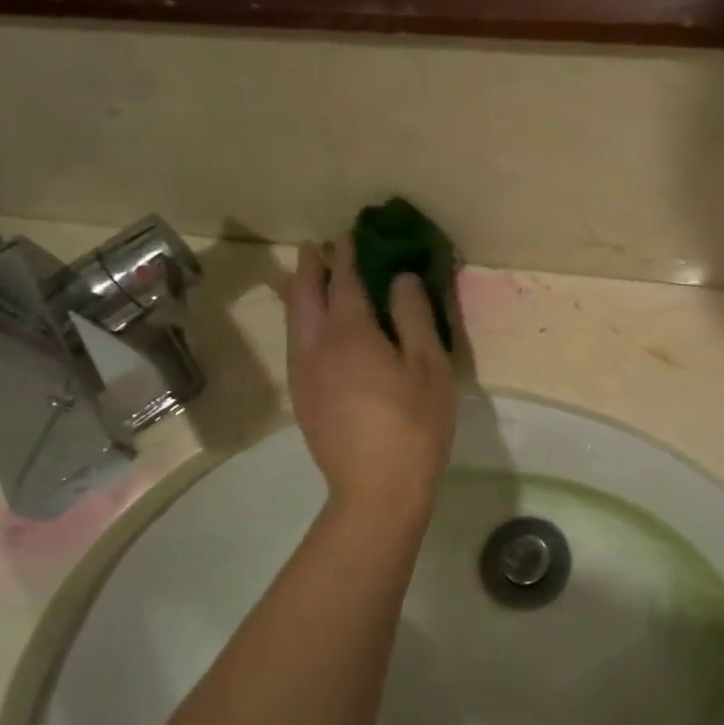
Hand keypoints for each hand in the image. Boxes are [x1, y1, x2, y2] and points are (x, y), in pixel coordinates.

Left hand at [285, 238, 455, 523]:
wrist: (376, 490)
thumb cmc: (414, 424)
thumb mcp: (429, 366)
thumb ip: (414, 317)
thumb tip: (401, 279)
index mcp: (350, 334)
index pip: (344, 282)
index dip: (346, 256)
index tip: (348, 234)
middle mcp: (316, 347)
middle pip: (304, 297)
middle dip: (309, 268)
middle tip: (315, 247)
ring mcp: (303, 375)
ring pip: (294, 322)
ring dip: (301, 294)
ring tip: (310, 280)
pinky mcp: (302, 399)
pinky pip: (296, 346)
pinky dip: (302, 322)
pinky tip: (314, 331)